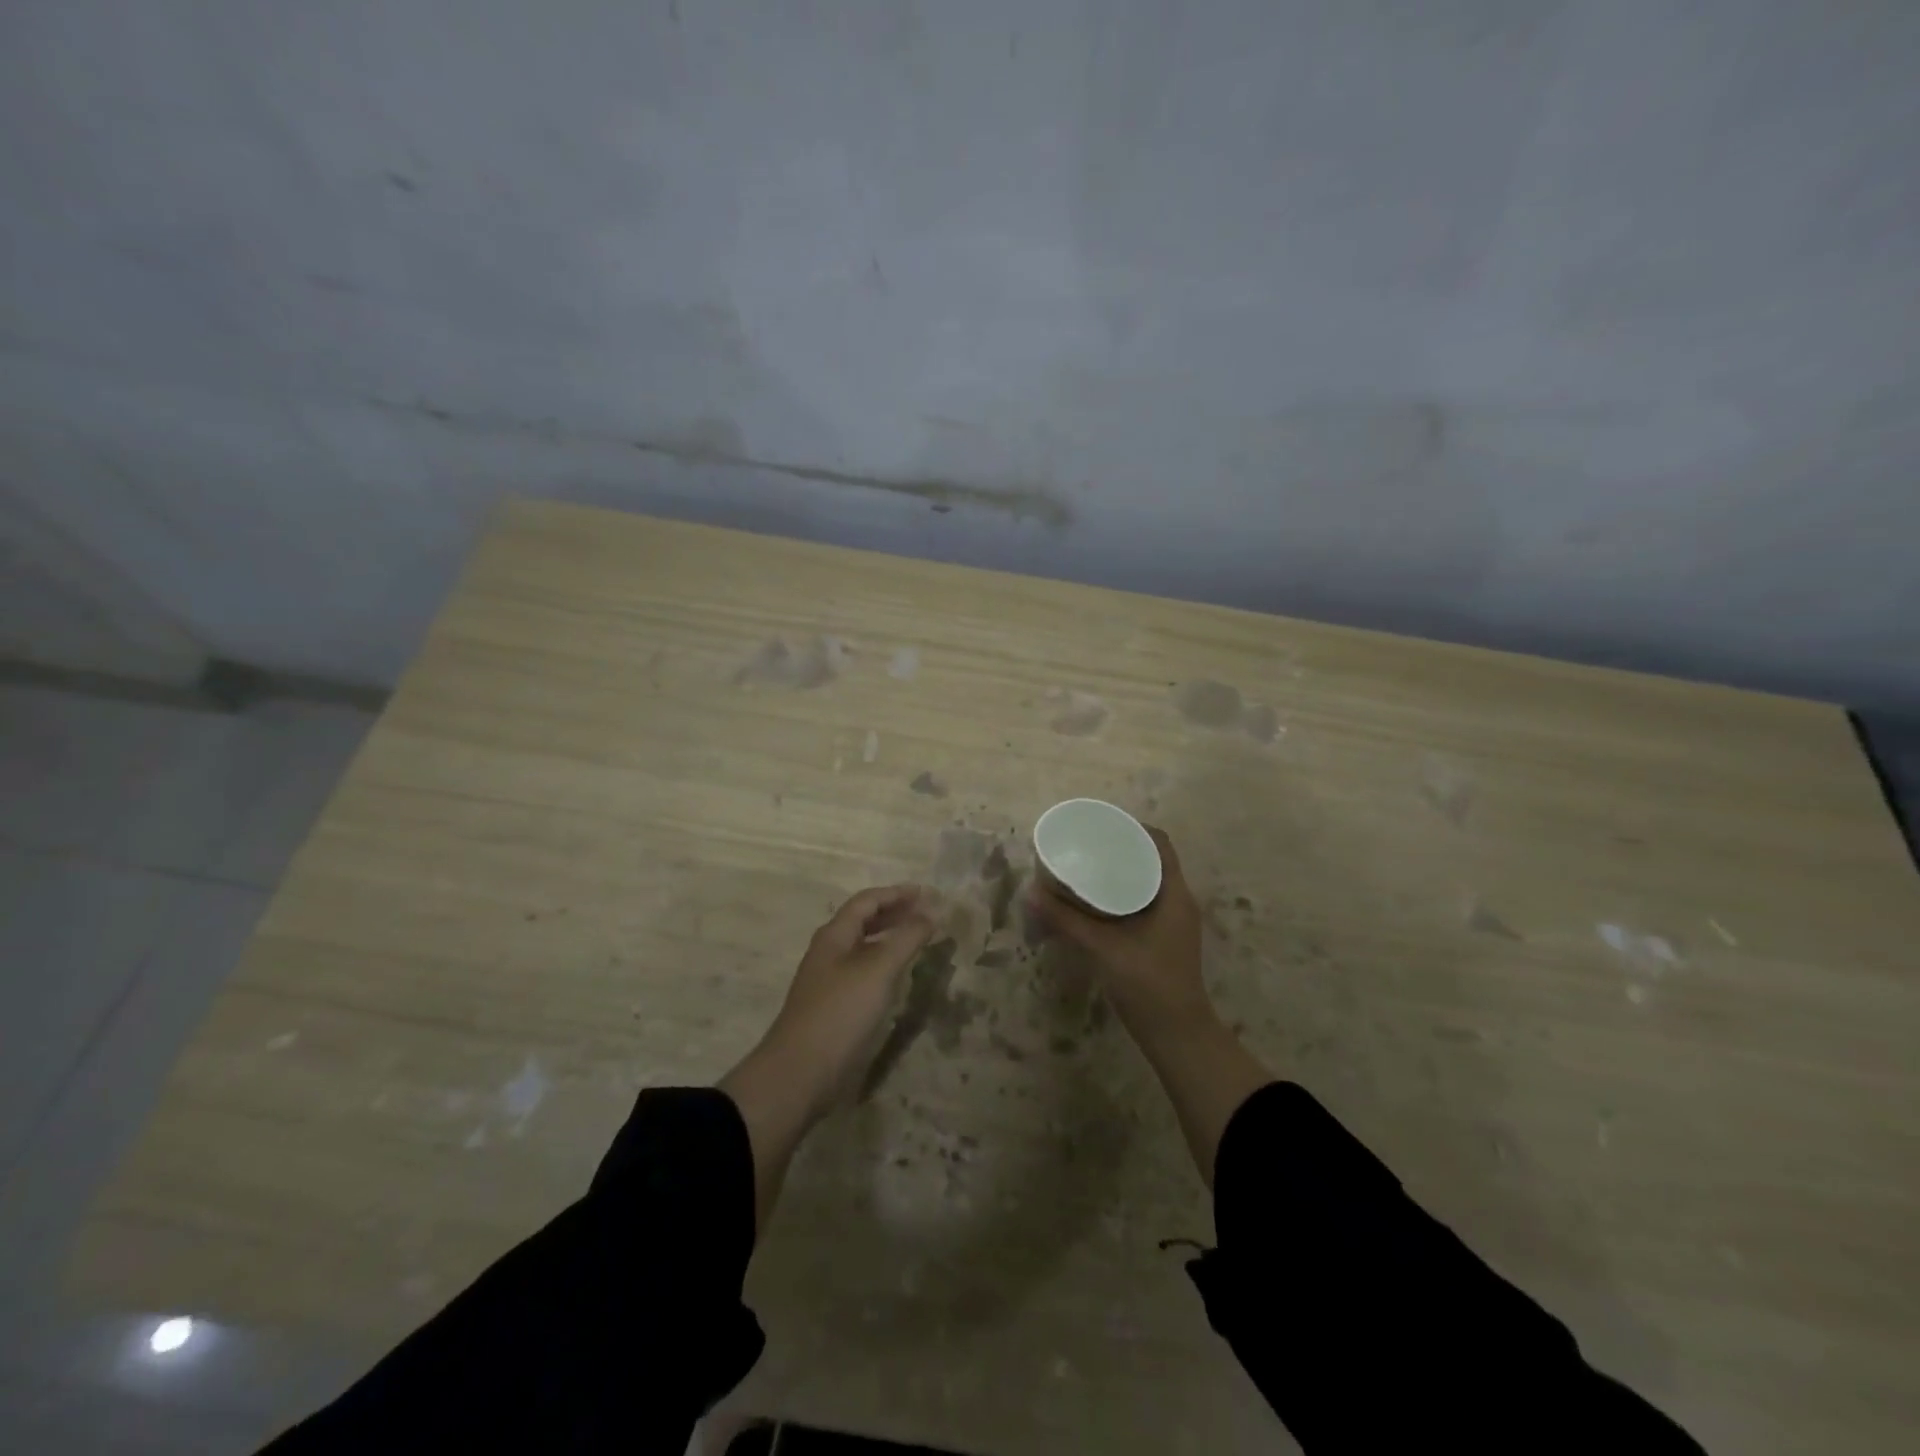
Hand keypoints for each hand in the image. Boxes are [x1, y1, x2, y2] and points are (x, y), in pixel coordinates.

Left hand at [720, 885, 937, 1232]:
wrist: (799, 1074)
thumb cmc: (840, 1013)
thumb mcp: (878, 970)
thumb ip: (906, 938)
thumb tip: (931, 912)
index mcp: (834, 936)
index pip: (867, 901)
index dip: (896, 894)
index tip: (927, 893)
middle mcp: (829, 952)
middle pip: (862, 921)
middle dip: (894, 913)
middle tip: (926, 913)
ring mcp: (829, 981)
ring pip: (863, 947)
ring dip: (890, 938)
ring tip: (917, 940)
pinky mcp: (833, 1007)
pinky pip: (863, 972)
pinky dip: (884, 964)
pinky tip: (898, 977)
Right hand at [1027, 827, 1212, 1031]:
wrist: (1176, 1035)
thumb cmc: (1148, 984)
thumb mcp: (1103, 948)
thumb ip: (1066, 920)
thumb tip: (1030, 892)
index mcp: (1174, 893)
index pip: (1160, 843)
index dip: (1133, 827)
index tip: (1101, 825)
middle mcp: (1178, 901)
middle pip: (1151, 859)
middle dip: (1119, 848)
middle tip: (1085, 844)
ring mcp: (1172, 922)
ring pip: (1146, 882)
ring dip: (1120, 872)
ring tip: (1085, 866)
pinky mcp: (1162, 938)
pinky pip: (1142, 902)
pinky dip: (1120, 894)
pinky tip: (1093, 901)